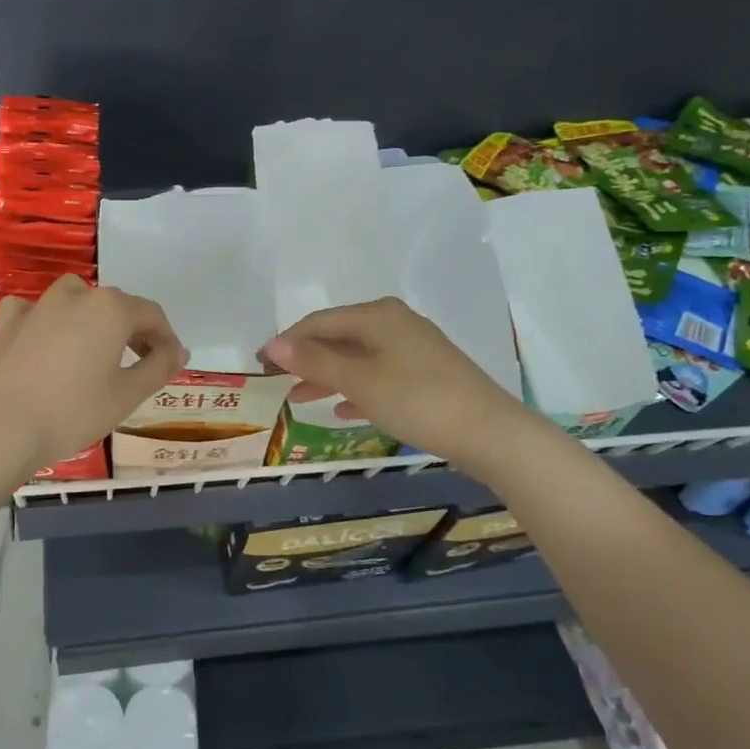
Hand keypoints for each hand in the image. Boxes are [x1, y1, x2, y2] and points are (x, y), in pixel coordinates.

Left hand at [0, 276, 187, 474]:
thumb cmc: (72, 412)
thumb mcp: (127, 395)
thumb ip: (159, 367)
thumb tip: (179, 350)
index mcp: (110, 309)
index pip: (152, 315)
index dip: (166, 339)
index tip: (170, 364)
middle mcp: (75, 296)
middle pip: (115, 306)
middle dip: (133, 331)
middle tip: (139, 365)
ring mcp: (37, 307)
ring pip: (75, 300)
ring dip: (92, 320)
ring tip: (95, 352)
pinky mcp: (6, 324)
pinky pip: (35, 313)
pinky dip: (46, 322)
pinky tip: (46, 342)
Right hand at [261, 298, 516, 459]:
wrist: (489, 433)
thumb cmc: (417, 400)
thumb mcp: (360, 381)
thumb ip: (314, 361)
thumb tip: (273, 345)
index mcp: (378, 316)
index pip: (319, 321)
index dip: (287, 341)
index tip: (259, 363)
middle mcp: (396, 323)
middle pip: (339, 337)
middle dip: (307, 359)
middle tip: (277, 381)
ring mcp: (414, 348)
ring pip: (358, 358)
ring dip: (328, 376)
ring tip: (300, 398)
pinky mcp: (427, 374)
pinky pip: (379, 375)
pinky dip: (357, 388)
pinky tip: (344, 410)